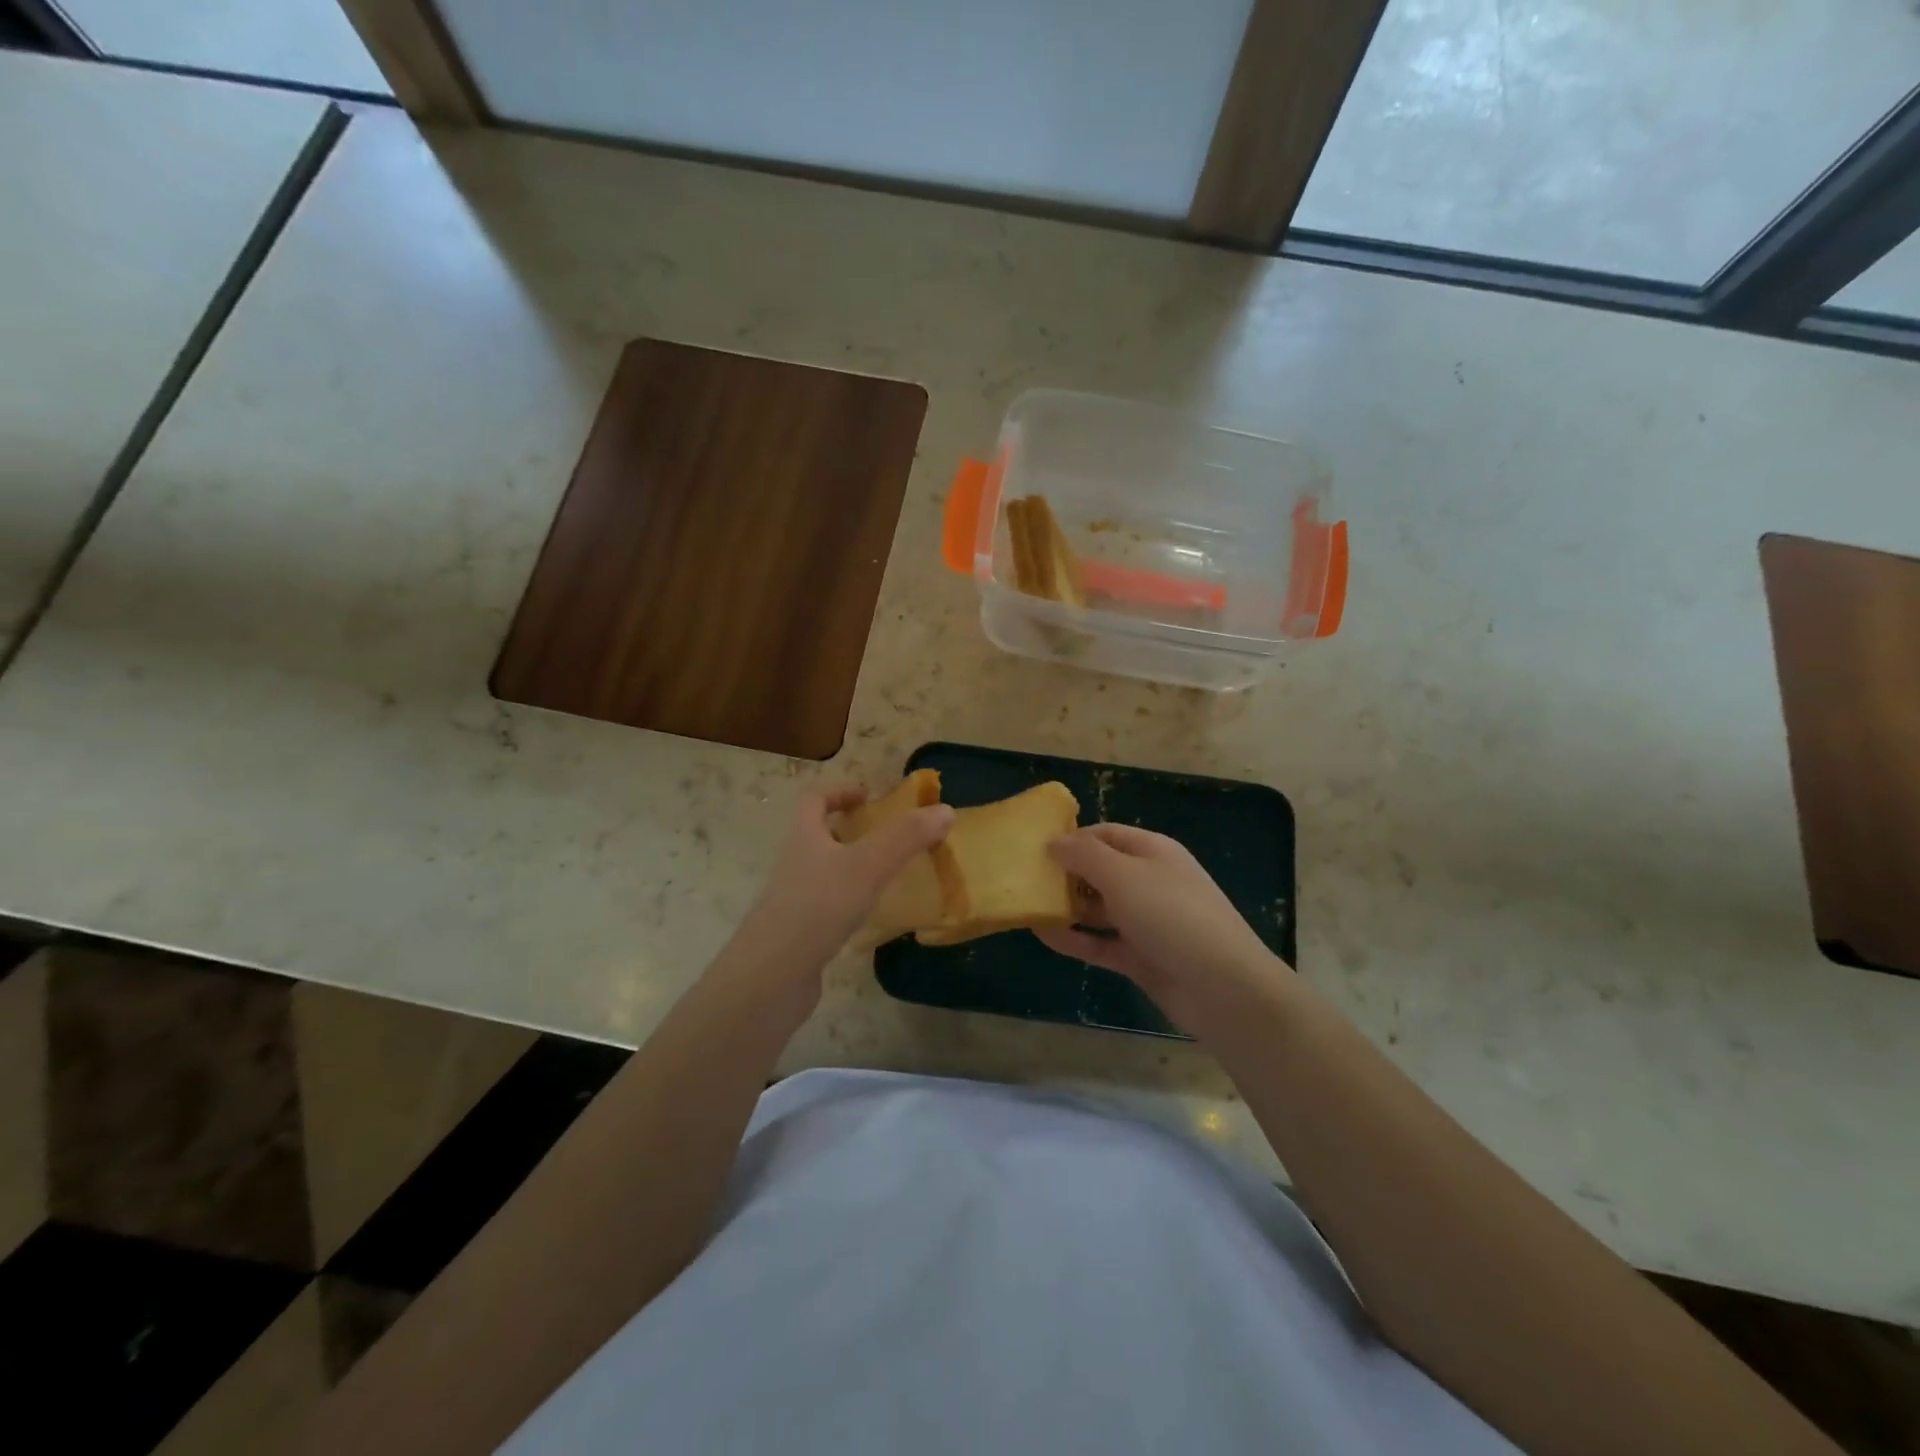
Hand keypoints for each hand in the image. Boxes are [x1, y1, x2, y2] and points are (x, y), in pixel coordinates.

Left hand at [733, 787, 954, 978]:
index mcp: (804, 838)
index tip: (869, 797)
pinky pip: (828, 909)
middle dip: (853, 833)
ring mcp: (794, 902)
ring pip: (826, 874)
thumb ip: (905, 837)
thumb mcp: (867, 865)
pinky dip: (851, 906)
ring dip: (854, 870)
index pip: (814, 800)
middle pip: (819, 837)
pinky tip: (873, 918)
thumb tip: (945, 810)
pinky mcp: (800, 935)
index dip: (839, 792)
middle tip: (890, 839)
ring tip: (890, 876)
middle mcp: (794, 865)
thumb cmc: (817, 907)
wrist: (771, 977)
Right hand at [1036, 823, 1286, 1030]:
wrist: (1223, 987)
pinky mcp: (1139, 956)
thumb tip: (1053, 842)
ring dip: (1066, 907)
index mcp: (1151, 852)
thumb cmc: (1172, 915)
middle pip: (1098, 870)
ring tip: (1026, 906)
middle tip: (1024, 880)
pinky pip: (1099, 942)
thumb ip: (1084, 855)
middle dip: (1064, 874)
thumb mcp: (1123, 875)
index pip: (1104, 834)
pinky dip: (1074, 938)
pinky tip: (1043, 934)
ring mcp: (1144, 921)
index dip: (1071, 838)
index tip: (1034, 849)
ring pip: (1097, 908)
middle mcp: (1147, 882)